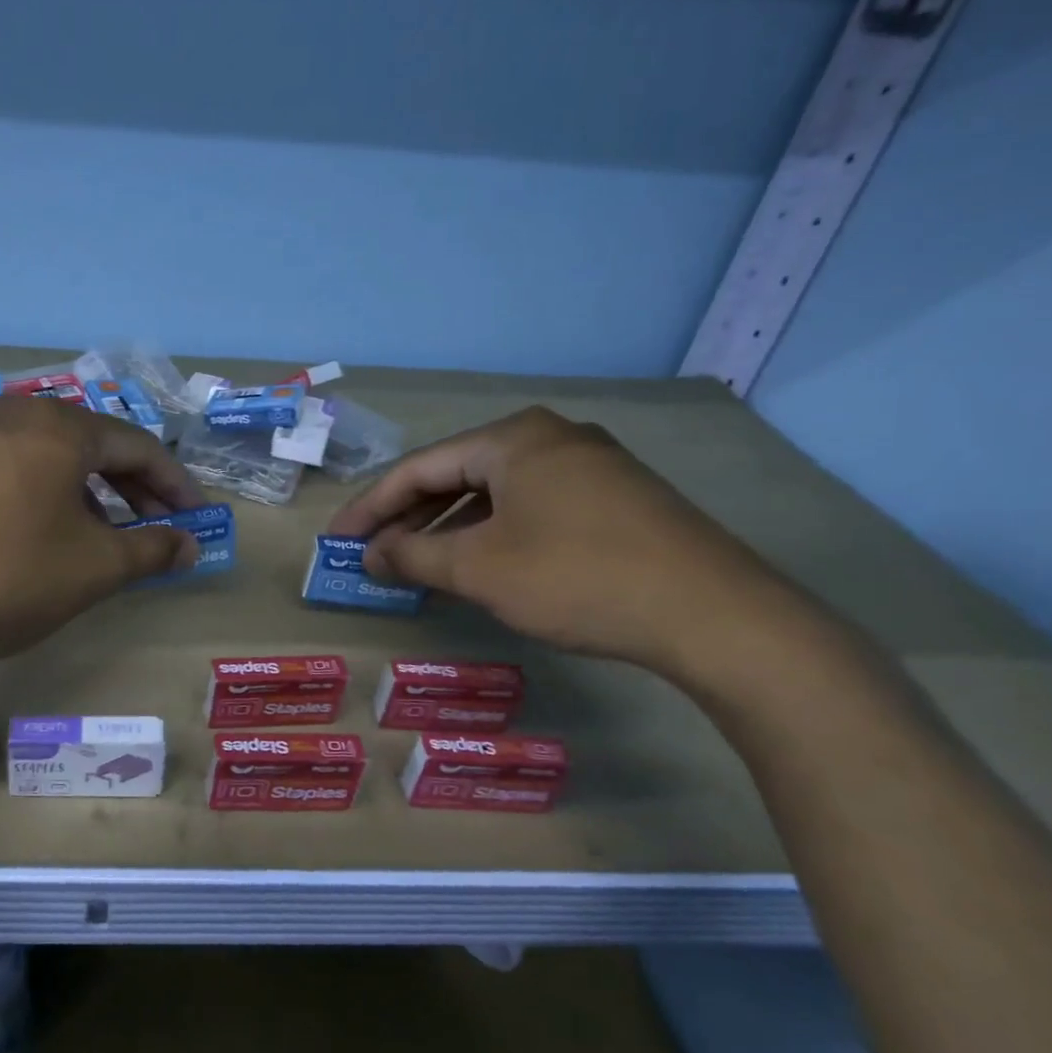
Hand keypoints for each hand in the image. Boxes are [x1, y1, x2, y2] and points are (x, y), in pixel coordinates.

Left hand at [0, 396, 203, 682]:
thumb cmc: (11, 579)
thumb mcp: (96, 567)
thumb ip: (154, 549)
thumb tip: (190, 546)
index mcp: (58, 427)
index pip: (138, 445)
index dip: (174, 484)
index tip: (196, 518)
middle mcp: (14, 414)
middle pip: (94, 443)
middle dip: (134, 486)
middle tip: (158, 527)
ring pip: (52, 454)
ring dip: (91, 490)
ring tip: (108, 535)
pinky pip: (15, 466)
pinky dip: (48, 492)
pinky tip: (51, 531)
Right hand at [327, 406, 796, 673]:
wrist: (713, 614)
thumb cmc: (577, 578)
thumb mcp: (479, 569)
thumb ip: (414, 556)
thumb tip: (370, 556)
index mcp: (513, 438)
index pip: (420, 468)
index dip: (371, 507)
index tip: (338, 540)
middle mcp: (551, 438)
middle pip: (457, 474)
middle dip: (409, 516)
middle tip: (372, 552)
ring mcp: (590, 466)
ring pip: (495, 493)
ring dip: (449, 528)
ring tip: (416, 563)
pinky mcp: (615, 498)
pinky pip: (530, 507)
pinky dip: (492, 533)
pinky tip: (478, 564)